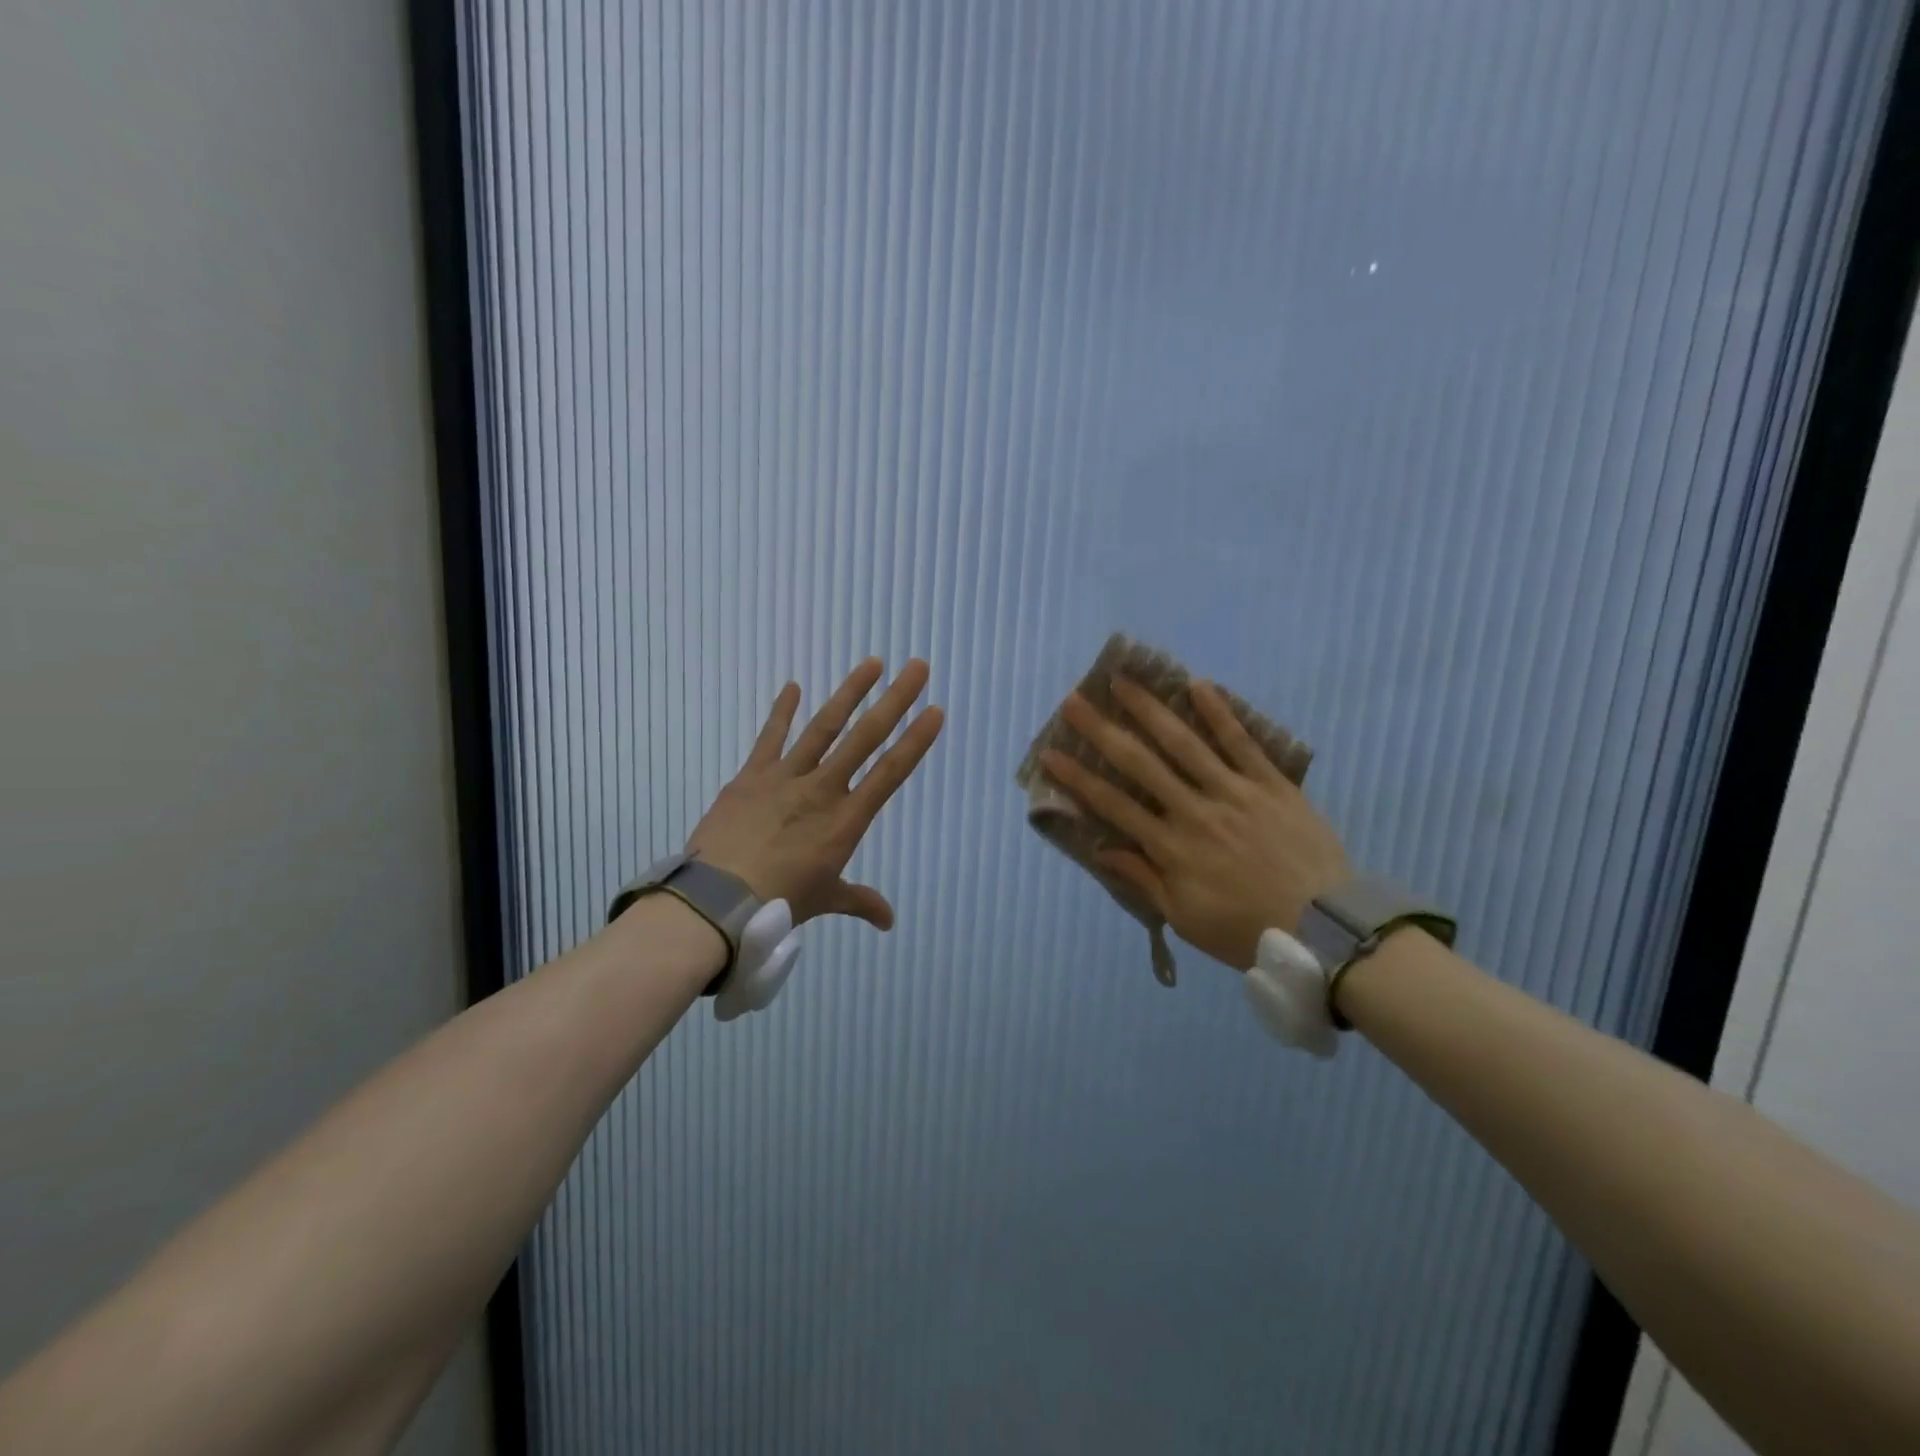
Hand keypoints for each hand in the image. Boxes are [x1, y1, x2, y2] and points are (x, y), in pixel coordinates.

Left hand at [687, 658, 944, 928]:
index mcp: (845, 821)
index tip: (934, 712)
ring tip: (872, 663)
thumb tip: (888, 921)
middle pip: (865, 738)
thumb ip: (859, 901)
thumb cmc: (777, 904)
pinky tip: (793, 686)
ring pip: (824, 727)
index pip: (890, 773)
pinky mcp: (751, 776)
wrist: (716, 901)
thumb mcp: (823, 901)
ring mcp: (785, 778)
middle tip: (917, 667)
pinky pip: (770, 737)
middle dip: (894, 701)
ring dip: (849, 693)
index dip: (915, 741)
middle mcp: (822, 790)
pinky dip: (782, 711)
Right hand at [1039, 677, 1349, 970]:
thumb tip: (1102, 849)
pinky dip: (1221, 713)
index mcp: (1171, 847)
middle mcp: (1195, 810)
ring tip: (1123, 679)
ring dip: (1150, 709)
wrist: (1325, 929)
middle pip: (1140, 763)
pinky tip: (1199, 685)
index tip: (1050, 754)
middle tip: (1074, 701)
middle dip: (1102, 730)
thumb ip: (1144, 879)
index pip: (1113, 805)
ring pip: (1185, 743)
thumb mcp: (1185, 917)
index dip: (1078, 778)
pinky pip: (1243, 743)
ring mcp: (1235, 792)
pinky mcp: (1272, 784)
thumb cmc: (1246, 928)